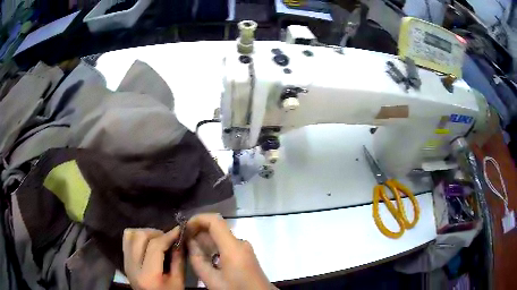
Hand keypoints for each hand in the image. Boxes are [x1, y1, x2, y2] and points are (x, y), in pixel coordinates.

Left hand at [123, 228, 184, 289]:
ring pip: (130, 234)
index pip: (155, 246)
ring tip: (157, 241)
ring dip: (146, 234)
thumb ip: (179, 260)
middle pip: (140, 236)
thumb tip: (180, 238)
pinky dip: (137, 237)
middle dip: (157, 234)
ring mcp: (125, 262)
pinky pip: (127, 240)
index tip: (179, 230)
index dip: (168, 235)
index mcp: (147, 275)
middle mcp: (132, 266)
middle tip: (168, 239)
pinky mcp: (124, 260)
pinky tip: (148, 244)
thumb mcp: (178, 281)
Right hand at [187, 214, 273, 289]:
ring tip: (191, 248)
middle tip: (184, 240)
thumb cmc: (236, 289)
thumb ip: (197, 260)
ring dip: (205, 239)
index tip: (184, 227)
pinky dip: (213, 246)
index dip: (197, 219)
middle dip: (198, 230)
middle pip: (217, 228)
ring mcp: (244, 248)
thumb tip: (190, 242)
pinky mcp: (245, 254)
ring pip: (221, 236)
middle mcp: (240, 243)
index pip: (215, 220)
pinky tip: (204, 256)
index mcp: (233, 247)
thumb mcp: (212, 279)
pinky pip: (226, 244)